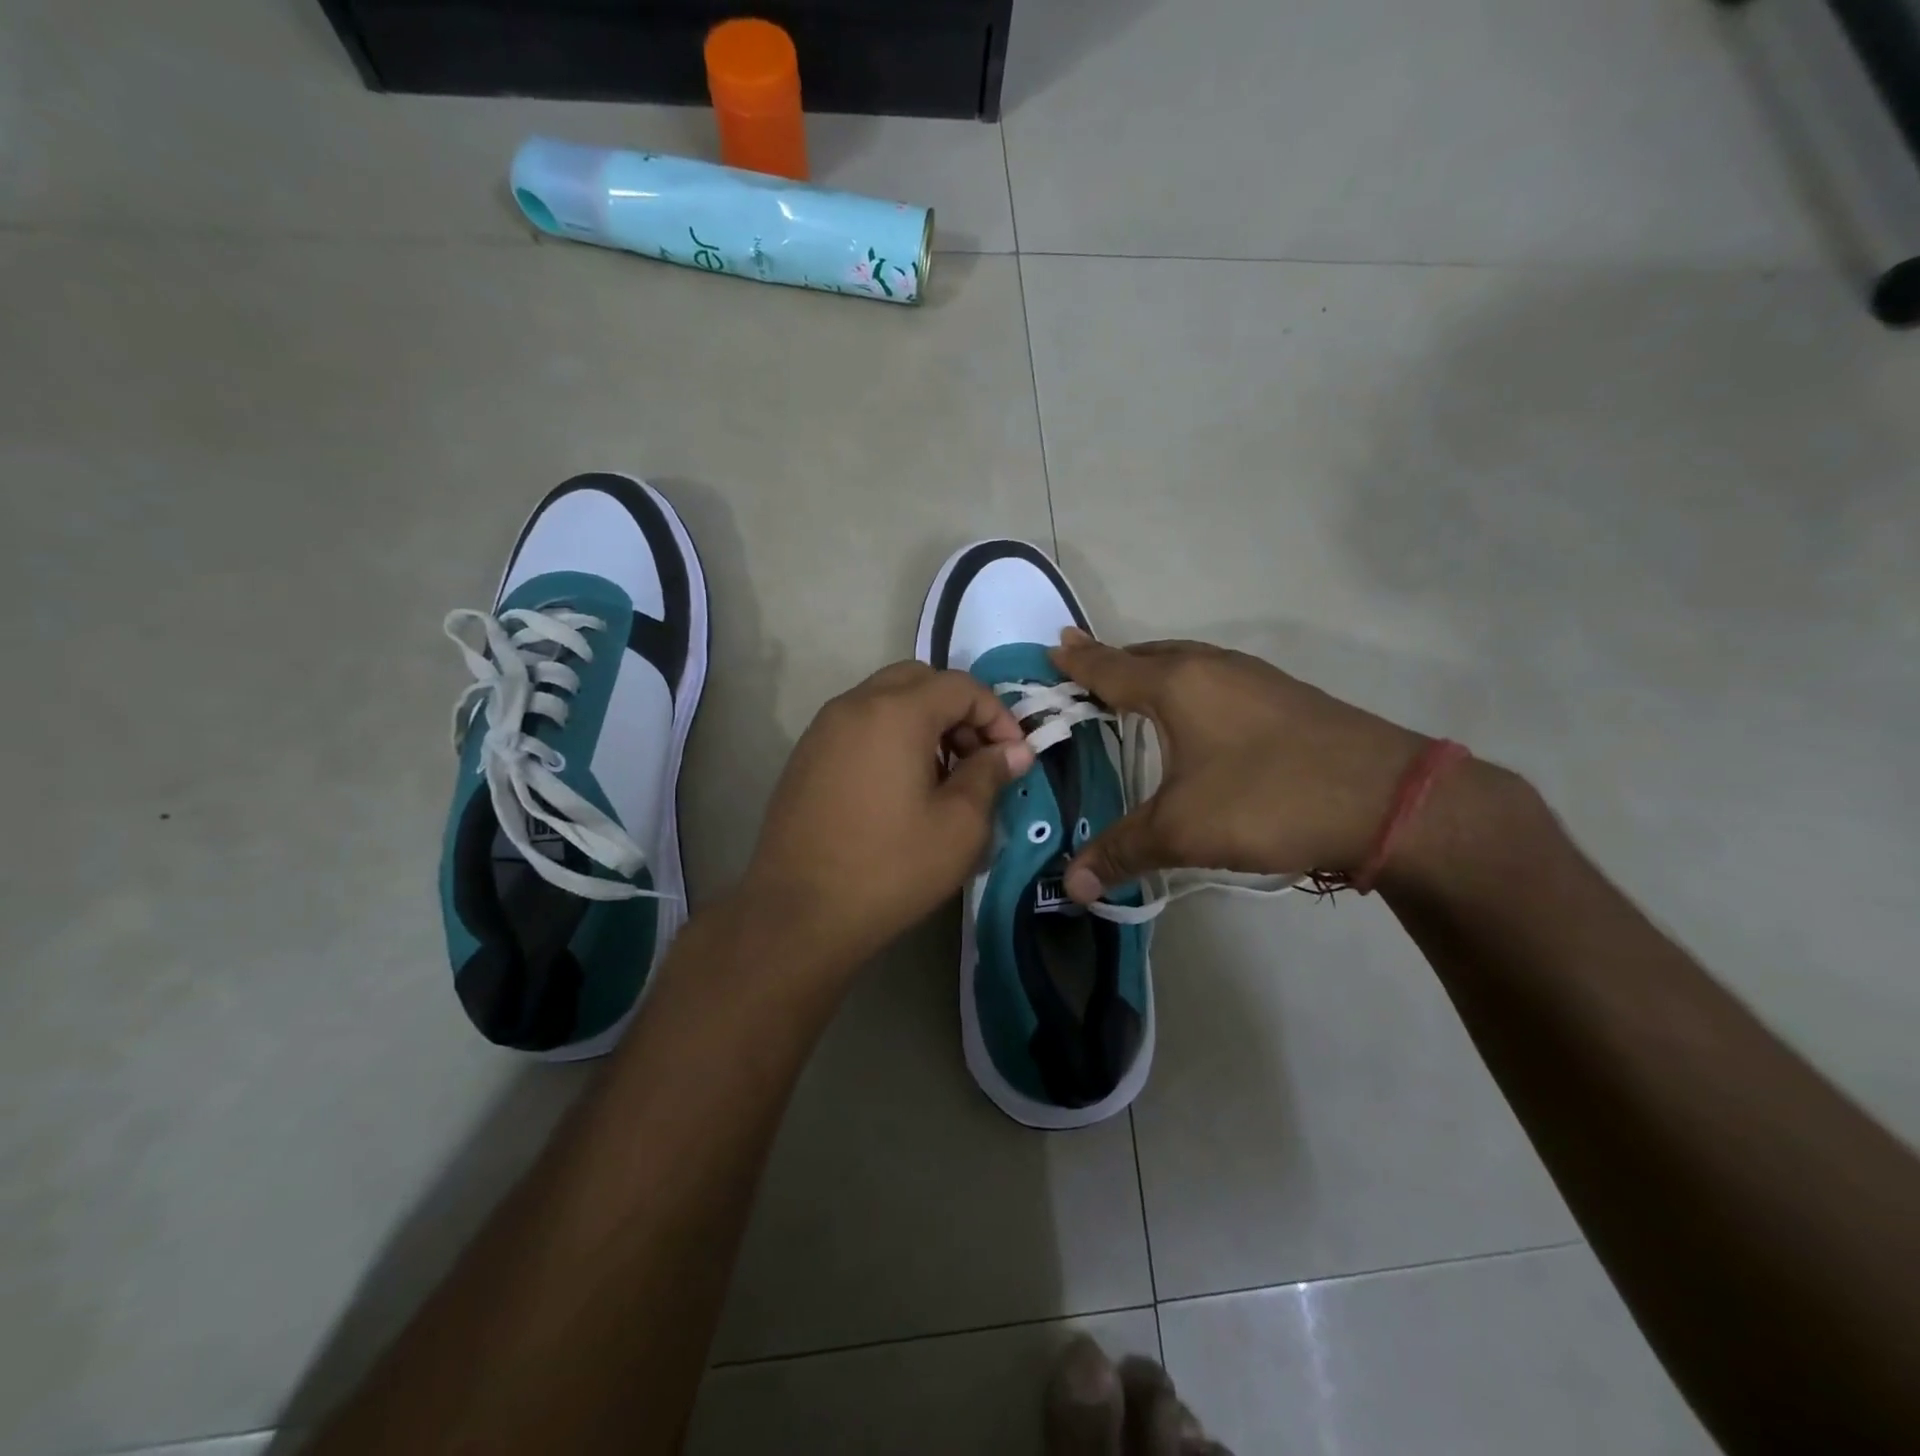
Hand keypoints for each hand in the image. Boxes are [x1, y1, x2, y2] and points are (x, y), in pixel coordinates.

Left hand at [739, 662, 1034, 972]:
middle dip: (958, 710)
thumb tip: (1013, 751)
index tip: (1013, 755)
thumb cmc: (890, 868)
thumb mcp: (959, 827)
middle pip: (919, 680)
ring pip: (886, 699)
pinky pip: (859, 724)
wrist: (799, 913)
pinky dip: (890, 736)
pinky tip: (900, 787)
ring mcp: (823, 728)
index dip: (997, 714)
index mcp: (896, 712)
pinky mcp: (806, 755)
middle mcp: (855, 705)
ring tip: (942, 775)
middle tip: (976, 756)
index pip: (960, 686)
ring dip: (923, 721)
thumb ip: (989, 776)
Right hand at [1049, 629, 1427, 902]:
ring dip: (1152, 671)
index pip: (1109, 667)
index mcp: (1176, 684)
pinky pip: (1213, 679)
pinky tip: (1194, 717)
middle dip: (1111, 661)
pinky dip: (1186, 686)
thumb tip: (1069, 885)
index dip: (1077, 661)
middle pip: (1147, 655)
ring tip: (1130, 689)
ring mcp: (1252, 678)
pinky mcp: (1282, 697)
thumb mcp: (1183, 830)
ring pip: (1185, 663)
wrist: (1388, 799)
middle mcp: (1211, 668)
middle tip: (1082, 669)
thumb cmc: (1268, 799)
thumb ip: (1122, 852)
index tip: (1051, 648)